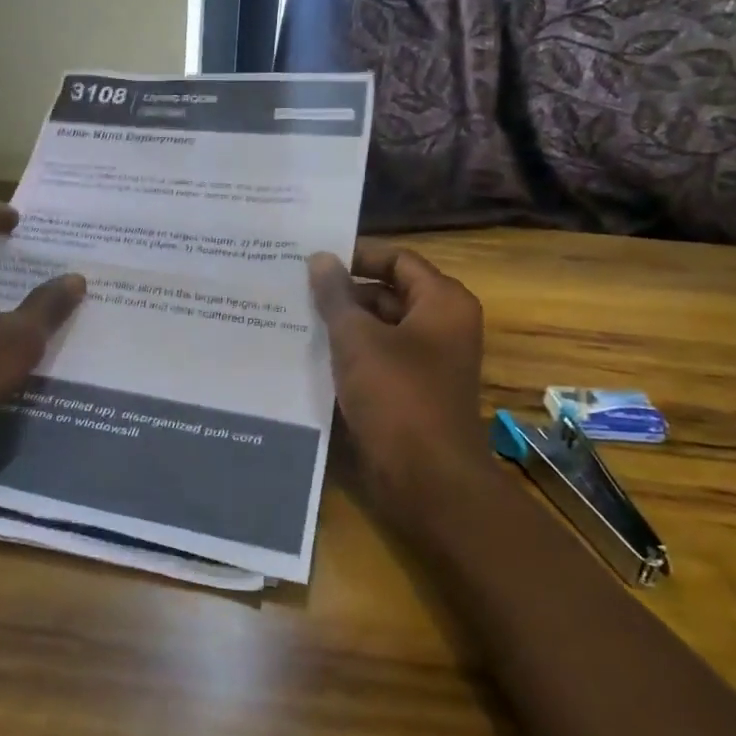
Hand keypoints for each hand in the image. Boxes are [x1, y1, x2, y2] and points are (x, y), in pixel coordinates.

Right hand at [308, 240, 489, 518]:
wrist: (427, 480)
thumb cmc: (397, 396)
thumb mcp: (357, 338)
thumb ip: (336, 295)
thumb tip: (320, 258)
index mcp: (442, 302)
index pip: (397, 260)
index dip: (357, 255)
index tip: (313, 258)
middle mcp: (441, 326)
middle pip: (388, 293)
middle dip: (344, 292)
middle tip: (295, 287)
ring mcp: (428, 362)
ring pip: (379, 329)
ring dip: (342, 324)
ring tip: (293, 316)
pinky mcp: (411, 392)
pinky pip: (377, 359)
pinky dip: (349, 354)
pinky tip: (308, 353)